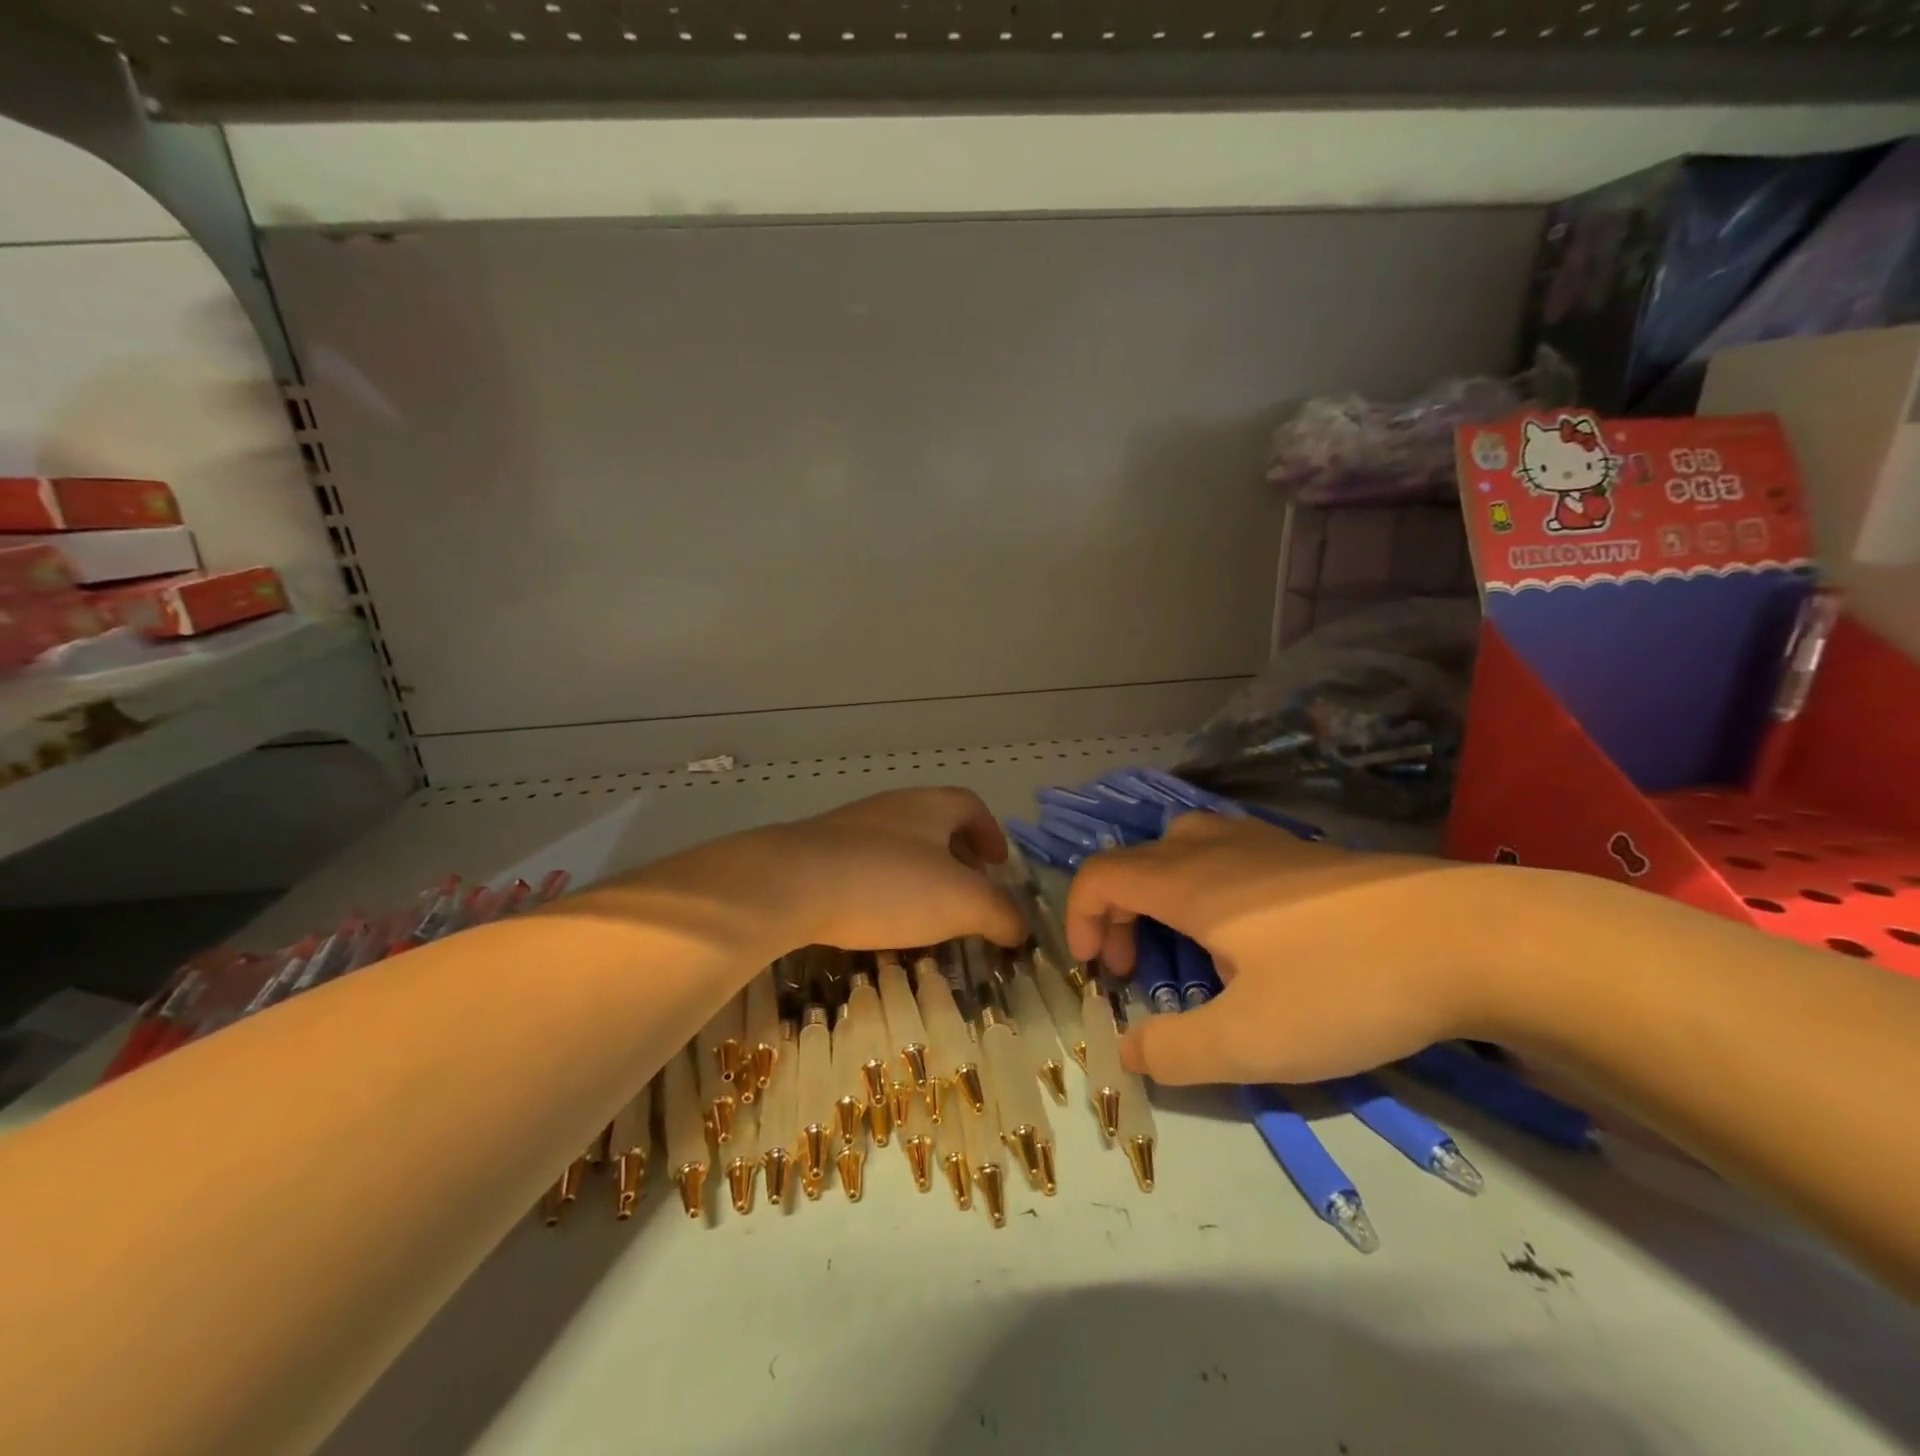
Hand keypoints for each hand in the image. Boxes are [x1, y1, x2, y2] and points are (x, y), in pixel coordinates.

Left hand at [765, 787, 1027, 951]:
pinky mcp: (818, 853)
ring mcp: (851, 827)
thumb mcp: (962, 902)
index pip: (971, 806)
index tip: (999, 866)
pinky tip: (879, 920)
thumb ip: (1000, 914)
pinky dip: (885, 888)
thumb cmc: (889, 883)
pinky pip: (866, 866)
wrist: (791, 883)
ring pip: (900, 846)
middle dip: (958, 859)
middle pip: (936, 825)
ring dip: (921, 876)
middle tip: (968, 896)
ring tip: (927, 916)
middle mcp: (892, 807)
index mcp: (931, 806)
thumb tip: (1020, 927)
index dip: (991, 834)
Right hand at [1064, 812, 1504, 1085]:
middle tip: (1135, 969)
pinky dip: (1205, 888)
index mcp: (1189, 883)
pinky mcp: (1308, 854)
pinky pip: (1225, 854)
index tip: (1096, 973)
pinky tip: (1250, 935)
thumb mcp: (1252, 1040)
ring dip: (1159, 895)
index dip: (1080, 918)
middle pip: (1136, 860)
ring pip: (1181, 847)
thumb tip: (1129, 1051)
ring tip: (1185, 946)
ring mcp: (1265, 844)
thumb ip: (1175, 1050)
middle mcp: (1216, 849)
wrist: (1473, 938)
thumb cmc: (1346, 984)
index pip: (1101, 875)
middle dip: (1116, 913)